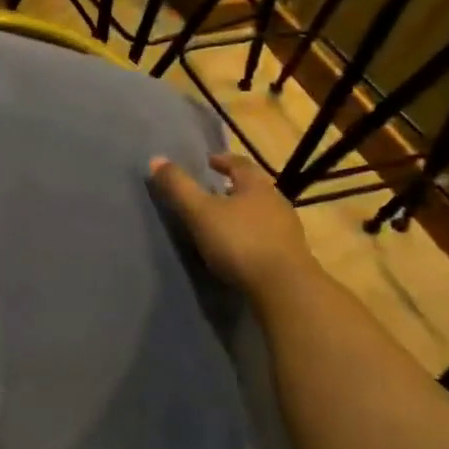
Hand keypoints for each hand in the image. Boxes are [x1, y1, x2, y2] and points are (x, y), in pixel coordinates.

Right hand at [149, 152, 316, 294]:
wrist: (285, 288)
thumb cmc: (239, 241)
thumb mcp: (200, 212)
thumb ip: (178, 187)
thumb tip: (156, 159)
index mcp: (256, 186)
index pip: (240, 164)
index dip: (223, 160)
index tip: (210, 162)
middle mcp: (277, 202)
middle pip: (254, 188)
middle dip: (234, 187)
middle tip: (214, 191)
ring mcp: (288, 230)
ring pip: (262, 213)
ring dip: (244, 213)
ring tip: (223, 221)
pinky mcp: (292, 256)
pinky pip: (267, 237)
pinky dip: (252, 236)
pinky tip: (239, 248)